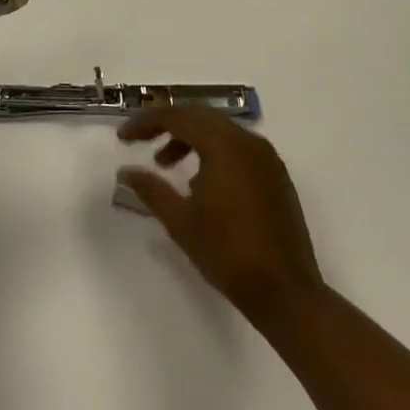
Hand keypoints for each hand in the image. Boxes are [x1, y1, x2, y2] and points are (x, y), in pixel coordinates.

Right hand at [118, 106, 322, 327]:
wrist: (286, 294)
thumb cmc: (228, 254)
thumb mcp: (181, 221)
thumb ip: (151, 189)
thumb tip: (126, 172)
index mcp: (225, 145)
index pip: (178, 117)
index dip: (146, 123)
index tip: (123, 137)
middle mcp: (248, 141)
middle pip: (199, 116)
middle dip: (166, 124)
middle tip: (141, 141)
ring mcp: (266, 158)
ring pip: (219, 130)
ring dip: (189, 139)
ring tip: (166, 165)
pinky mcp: (275, 175)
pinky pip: (236, 147)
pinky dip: (212, 152)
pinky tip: (199, 182)